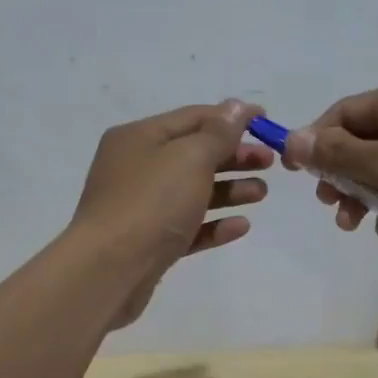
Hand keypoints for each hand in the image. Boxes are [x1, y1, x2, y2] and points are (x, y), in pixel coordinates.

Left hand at [71, 99, 271, 327]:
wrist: (108, 271)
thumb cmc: (151, 203)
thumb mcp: (190, 158)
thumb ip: (218, 133)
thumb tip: (237, 106)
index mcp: (139, 137)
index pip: (193, 117)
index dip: (231, 118)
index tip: (267, 122)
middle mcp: (136, 167)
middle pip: (194, 154)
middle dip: (234, 155)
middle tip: (269, 162)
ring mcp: (140, 207)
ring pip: (192, 191)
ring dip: (229, 189)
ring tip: (261, 194)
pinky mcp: (149, 243)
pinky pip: (187, 226)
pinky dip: (214, 224)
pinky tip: (241, 226)